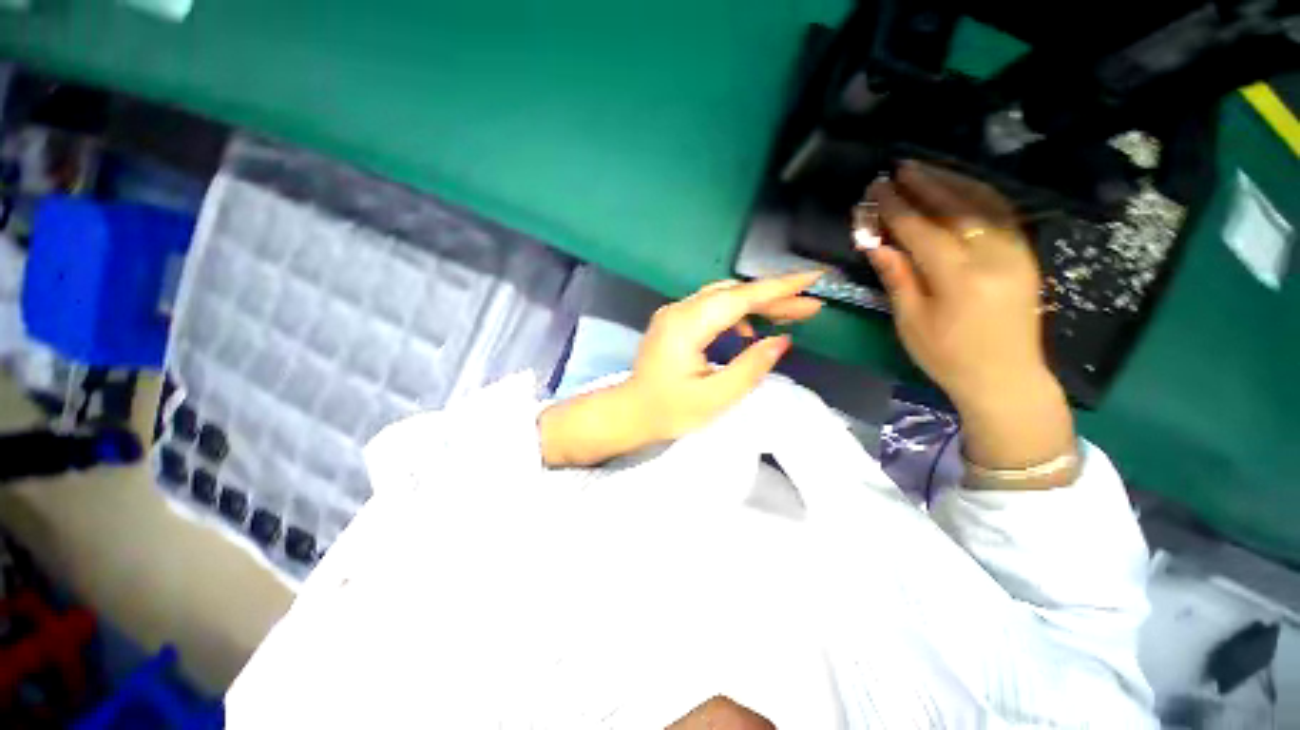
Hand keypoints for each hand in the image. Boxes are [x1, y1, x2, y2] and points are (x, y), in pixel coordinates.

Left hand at [539, 272, 822, 466]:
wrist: (631, 412)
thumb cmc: (669, 411)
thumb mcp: (715, 397)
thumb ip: (750, 367)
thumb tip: (781, 340)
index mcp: (686, 326)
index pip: (739, 298)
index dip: (778, 288)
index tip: (812, 279)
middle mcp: (679, 310)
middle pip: (733, 294)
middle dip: (774, 298)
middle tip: (810, 306)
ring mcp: (674, 313)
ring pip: (724, 298)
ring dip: (756, 304)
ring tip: (788, 316)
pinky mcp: (675, 321)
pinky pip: (712, 308)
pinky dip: (736, 315)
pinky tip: (748, 333)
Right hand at [864, 161, 1075, 484]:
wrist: (1006, 377)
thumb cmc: (948, 356)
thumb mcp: (911, 322)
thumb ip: (898, 278)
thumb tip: (877, 244)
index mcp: (959, 278)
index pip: (922, 230)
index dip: (896, 208)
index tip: (877, 189)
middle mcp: (993, 256)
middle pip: (956, 208)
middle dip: (925, 185)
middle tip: (899, 169)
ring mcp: (1016, 252)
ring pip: (984, 204)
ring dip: (952, 182)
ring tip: (926, 170)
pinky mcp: (1026, 255)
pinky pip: (1002, 214)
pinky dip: (978, 195)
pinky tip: (960, 189)